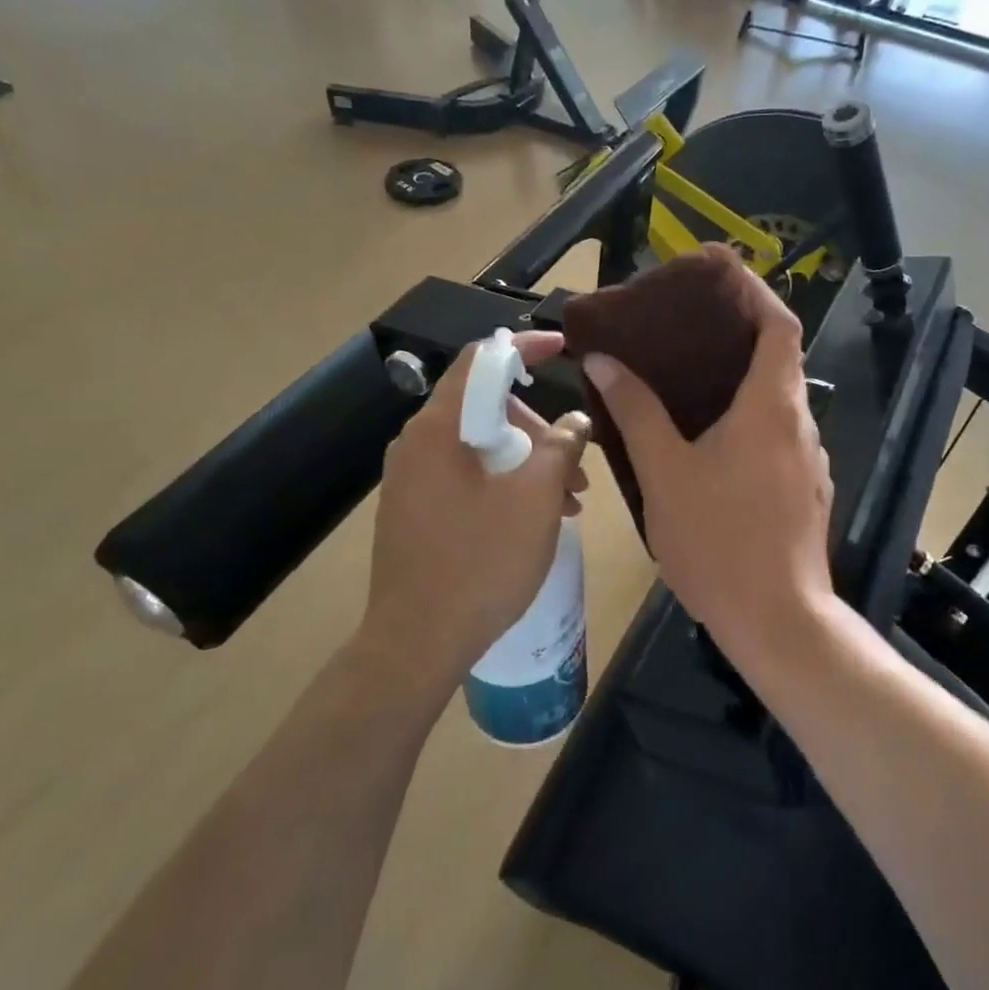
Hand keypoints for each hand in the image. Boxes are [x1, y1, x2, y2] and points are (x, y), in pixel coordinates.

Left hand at [357, 332, 590, 705]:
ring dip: (528, 462)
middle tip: (576, 465)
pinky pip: (467, 476)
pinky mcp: (416, 510)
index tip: (564, 347)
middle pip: (486, 408)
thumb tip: (576, 421)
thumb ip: (561, 447)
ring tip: (570, 500)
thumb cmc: (480, 564)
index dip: (524, 345)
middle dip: (538, 428)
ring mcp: (412, 479)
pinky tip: (537, 518)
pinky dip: (505, 484)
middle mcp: (416, 444)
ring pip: (481, 447)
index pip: (481, 360)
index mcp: (438, 429)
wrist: (415, 644)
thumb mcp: (535, 500)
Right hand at [582, 269, 832, 662]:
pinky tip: (707, 441)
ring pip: (776, 402)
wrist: (776, 621)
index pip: (779, 325)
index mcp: (770, 407)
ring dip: (740, 382)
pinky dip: (746, 420)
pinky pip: (776, 436)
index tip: (721, 275)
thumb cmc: (717, 540)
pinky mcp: (805, 490)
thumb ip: (636, 411)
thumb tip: (603, 360)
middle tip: (684, 329)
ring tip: (686, 381)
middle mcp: (800, 424)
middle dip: (737, 336)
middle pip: (778, 359)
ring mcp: (809, 460)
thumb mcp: (664, 473)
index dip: (755, 293)